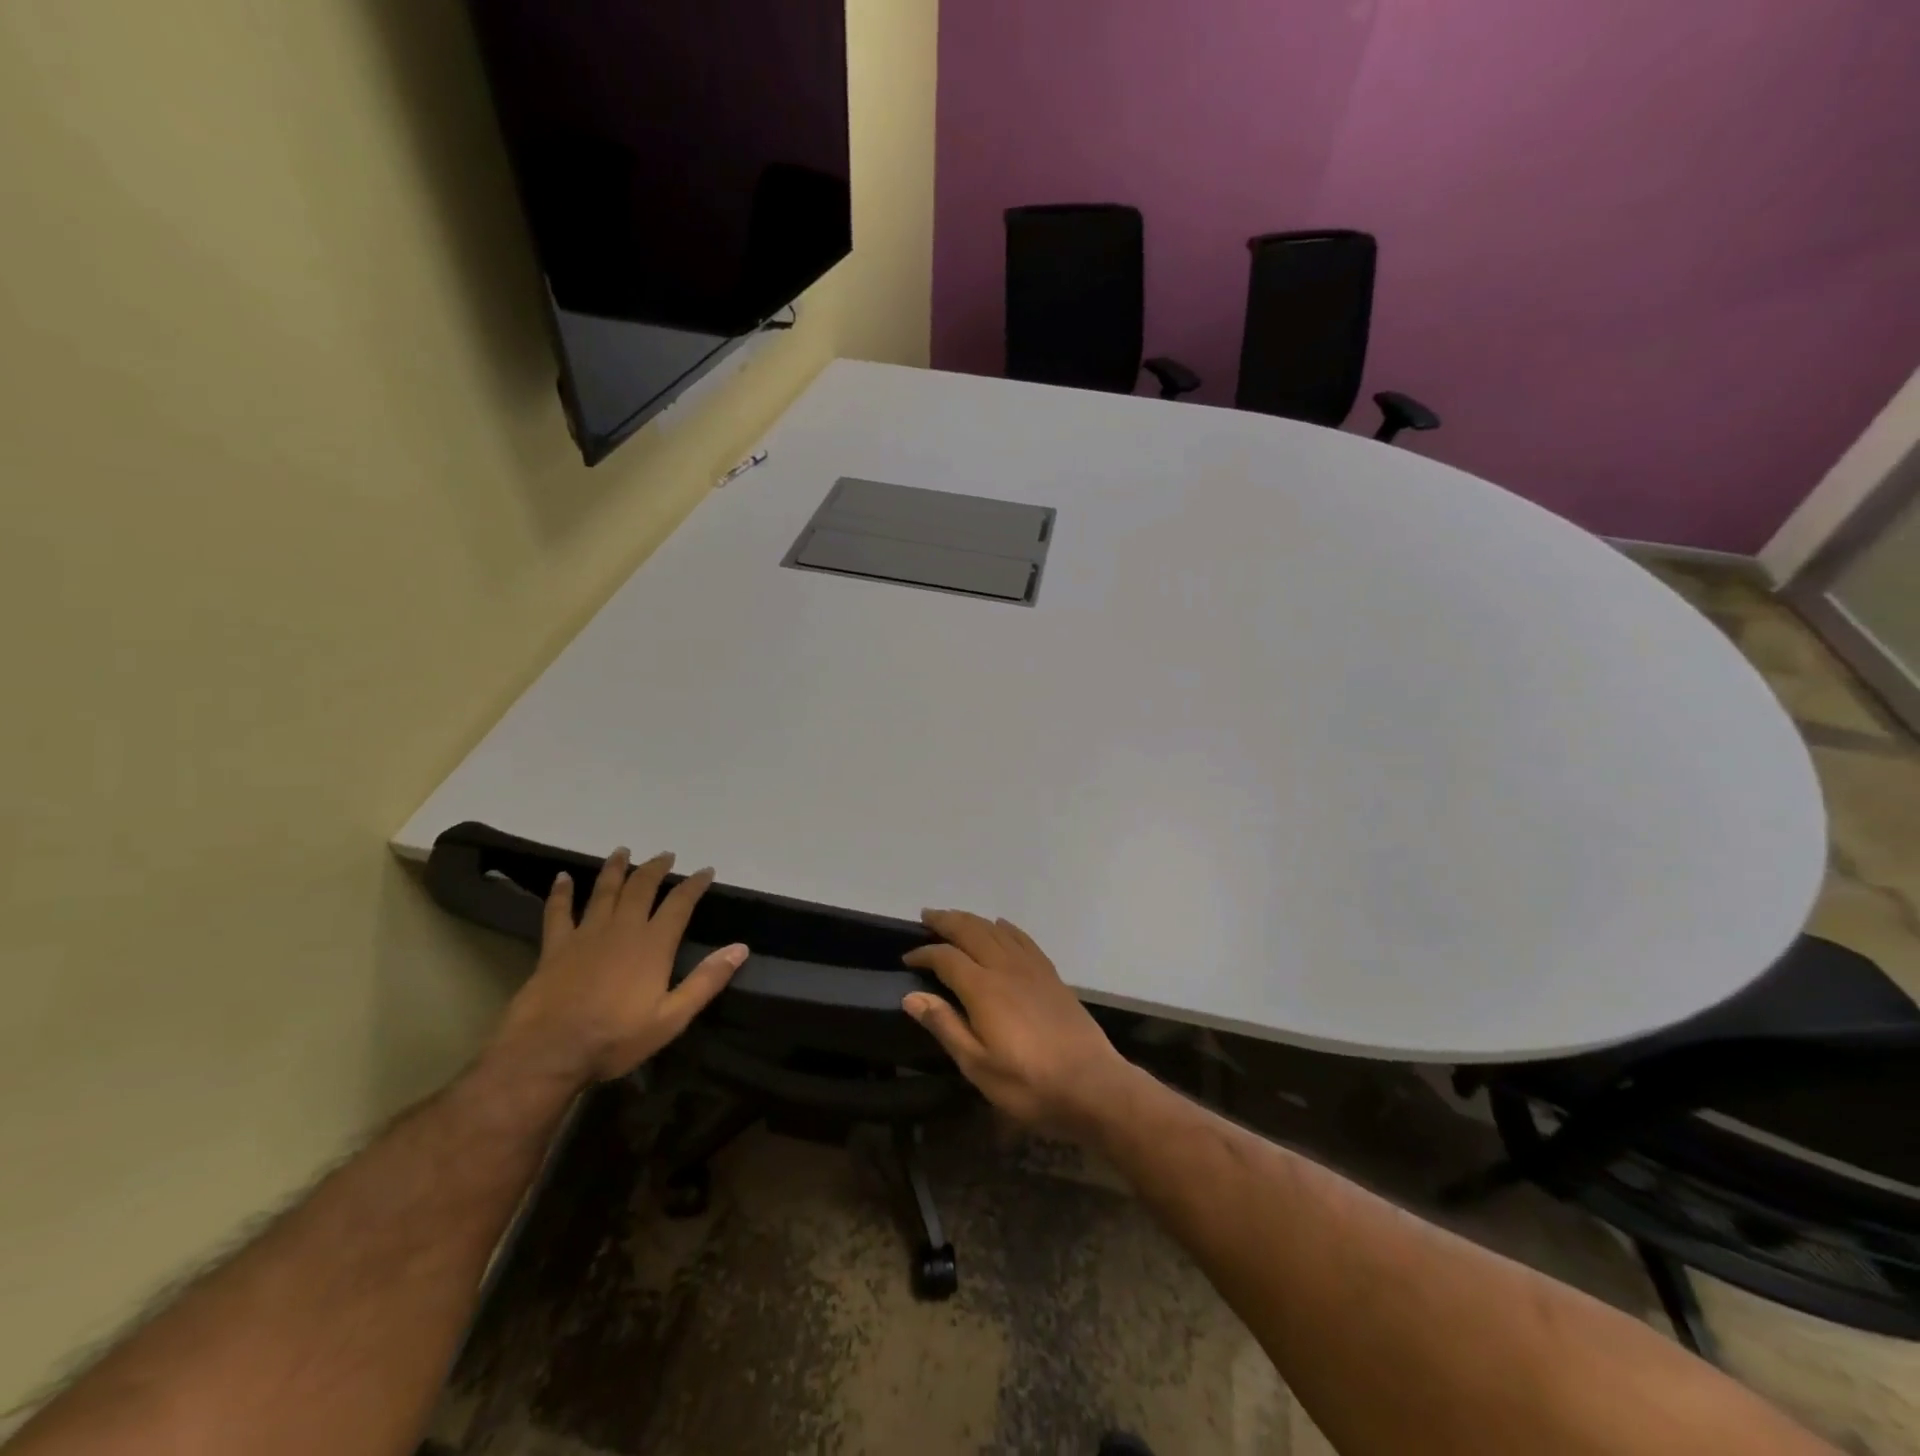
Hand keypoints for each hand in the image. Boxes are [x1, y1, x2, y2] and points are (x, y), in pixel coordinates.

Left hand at [491, 848, 747, 1086]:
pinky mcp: (555, 947)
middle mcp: (622, 929)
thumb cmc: (614, 1039)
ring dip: (615, 868)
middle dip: (656, 868)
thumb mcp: (672, 1018)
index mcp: (653, 944)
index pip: (679, 904)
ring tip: (623, 851)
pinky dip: (561, 892)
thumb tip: (740, 948)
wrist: (547, 1052)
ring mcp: (586, 935)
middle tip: (666, 855)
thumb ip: (706, 981)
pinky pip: (558, 912)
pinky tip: (562, 878)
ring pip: (604, 891)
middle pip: (641, 888)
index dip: (694, 884)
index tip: (705, 871)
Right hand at [901, 910, 1135, 1140]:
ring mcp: (1031, 968)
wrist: (1092, 1083)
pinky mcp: (1050, 974)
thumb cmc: (1029, 1083)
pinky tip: (1000, 925)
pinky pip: (1023, 938)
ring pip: (996, 930)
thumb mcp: (978, 1066)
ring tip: (954, 918)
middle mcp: (1005, 968)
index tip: (907, 958)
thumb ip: (945, 1026)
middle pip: (971, 931)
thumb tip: (911, 996)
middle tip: (926, 917)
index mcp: (983, 989)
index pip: (946, 958)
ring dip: (972, 919)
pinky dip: (1005, 927)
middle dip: (946, 921)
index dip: (924, 954)